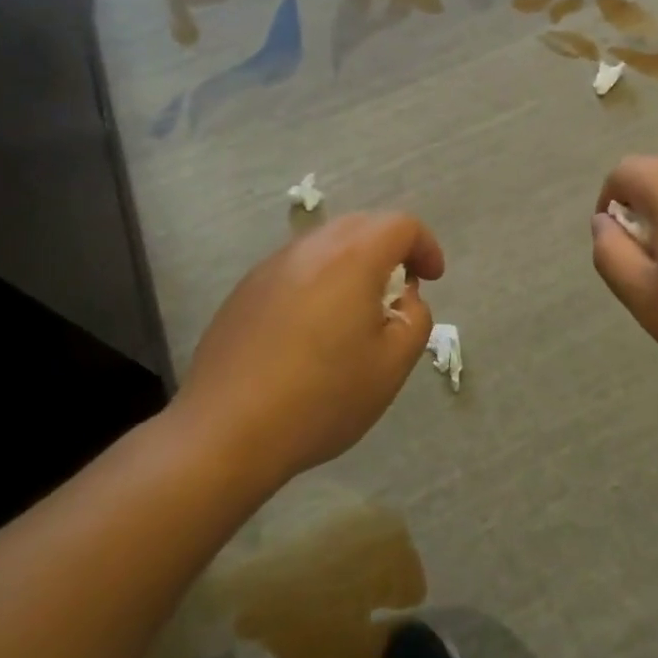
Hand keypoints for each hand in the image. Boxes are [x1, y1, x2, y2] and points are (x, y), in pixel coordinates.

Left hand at [172, 213, 442, 487]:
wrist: (225, 432)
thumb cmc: (322, 398)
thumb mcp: (392, 365)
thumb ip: (415, 319)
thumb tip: (404, 298)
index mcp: (352, 258)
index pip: (401, 225)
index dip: (426, 246)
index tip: (432, 280)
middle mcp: (310, 249)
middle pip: (362, 225)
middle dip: (391, 248)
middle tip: (400, 290)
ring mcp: (271, 267)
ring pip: (325, 244)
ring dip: (353, 262)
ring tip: (357, 310)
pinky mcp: (245, 291)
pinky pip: (296, 267)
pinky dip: (320, 279)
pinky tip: (313, 328)